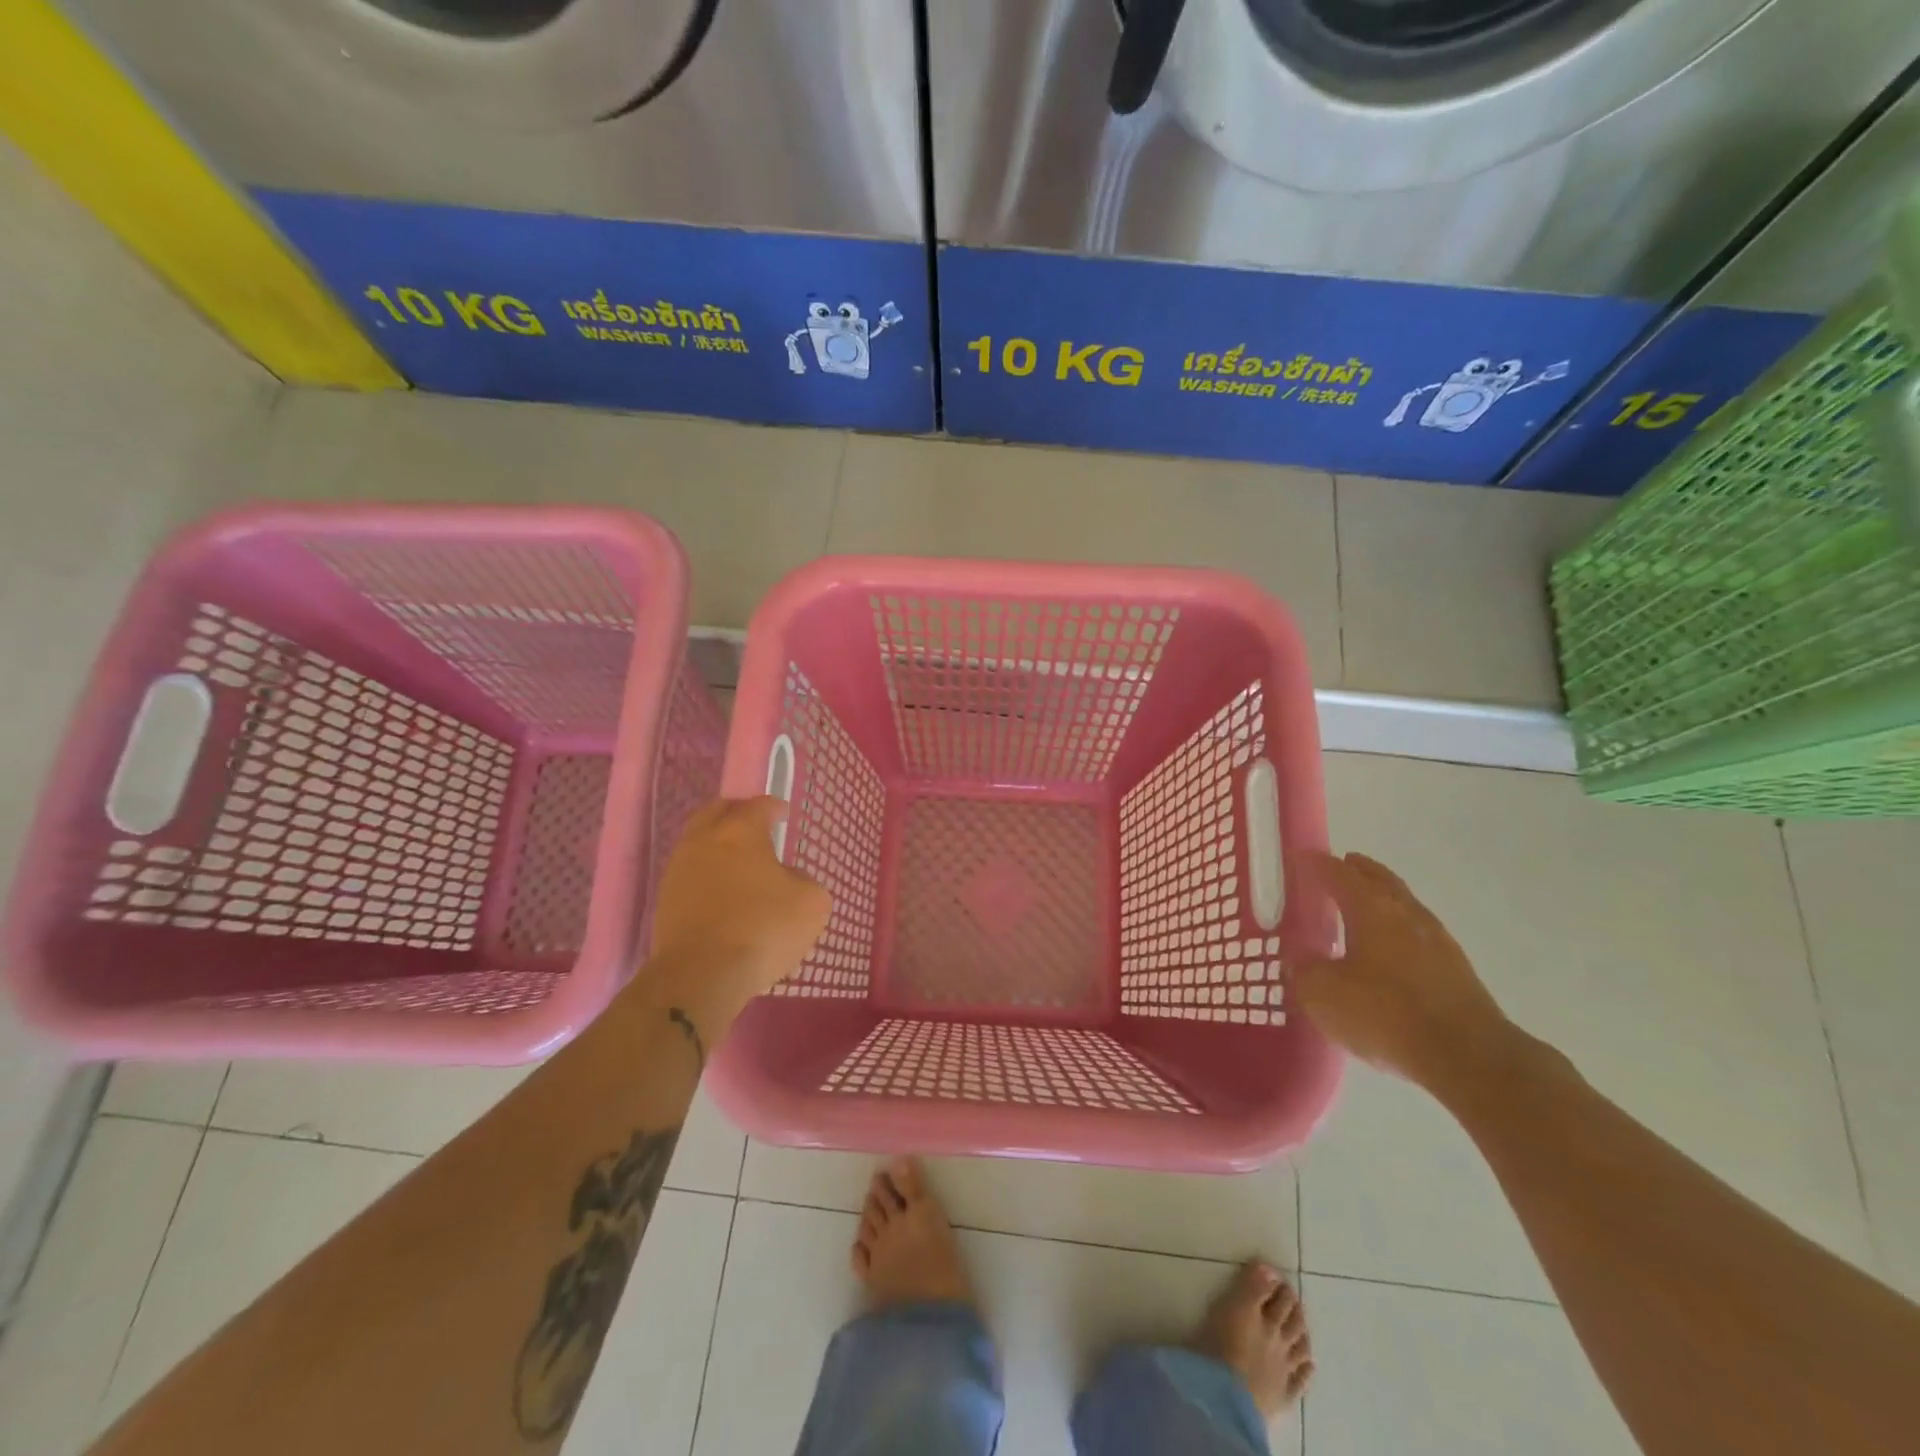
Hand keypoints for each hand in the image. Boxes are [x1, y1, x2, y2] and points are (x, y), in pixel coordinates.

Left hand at [648, 797, 831, 1010]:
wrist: (701, 975)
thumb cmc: (763, 928)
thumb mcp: (811, 903)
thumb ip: (804, 881)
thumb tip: (788, 879)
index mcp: (741, 831)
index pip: (758, 805)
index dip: (774, 807)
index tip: (783, 814)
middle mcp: (704, 840)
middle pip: (717, 811)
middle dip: (737, 813)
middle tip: (755, 825)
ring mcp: (679, 869)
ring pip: (698, 841)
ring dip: (718, 844)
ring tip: (738, 862)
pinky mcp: (665, 899)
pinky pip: (689, 873)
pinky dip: (707, 873)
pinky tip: (722, 892)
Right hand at [1288, 852, 1512, 1090]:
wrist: (1468, 1057)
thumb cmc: (1384, 1014)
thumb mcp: (1322, 994)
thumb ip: (1304, 969)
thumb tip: (1300, 959)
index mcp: (1371, 908)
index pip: (1338, 873)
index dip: (1315, 863)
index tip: (1299, 857)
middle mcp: (1407, 914)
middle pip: (1380, 880)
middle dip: (1359, 870)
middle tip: (1341, 865)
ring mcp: (1438, 941)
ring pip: (1404, 906)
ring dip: (1384, 900)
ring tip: (1363, 907)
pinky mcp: (1458, 971)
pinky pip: (1419, 936)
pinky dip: (1400, 931)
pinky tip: (1391, 950)